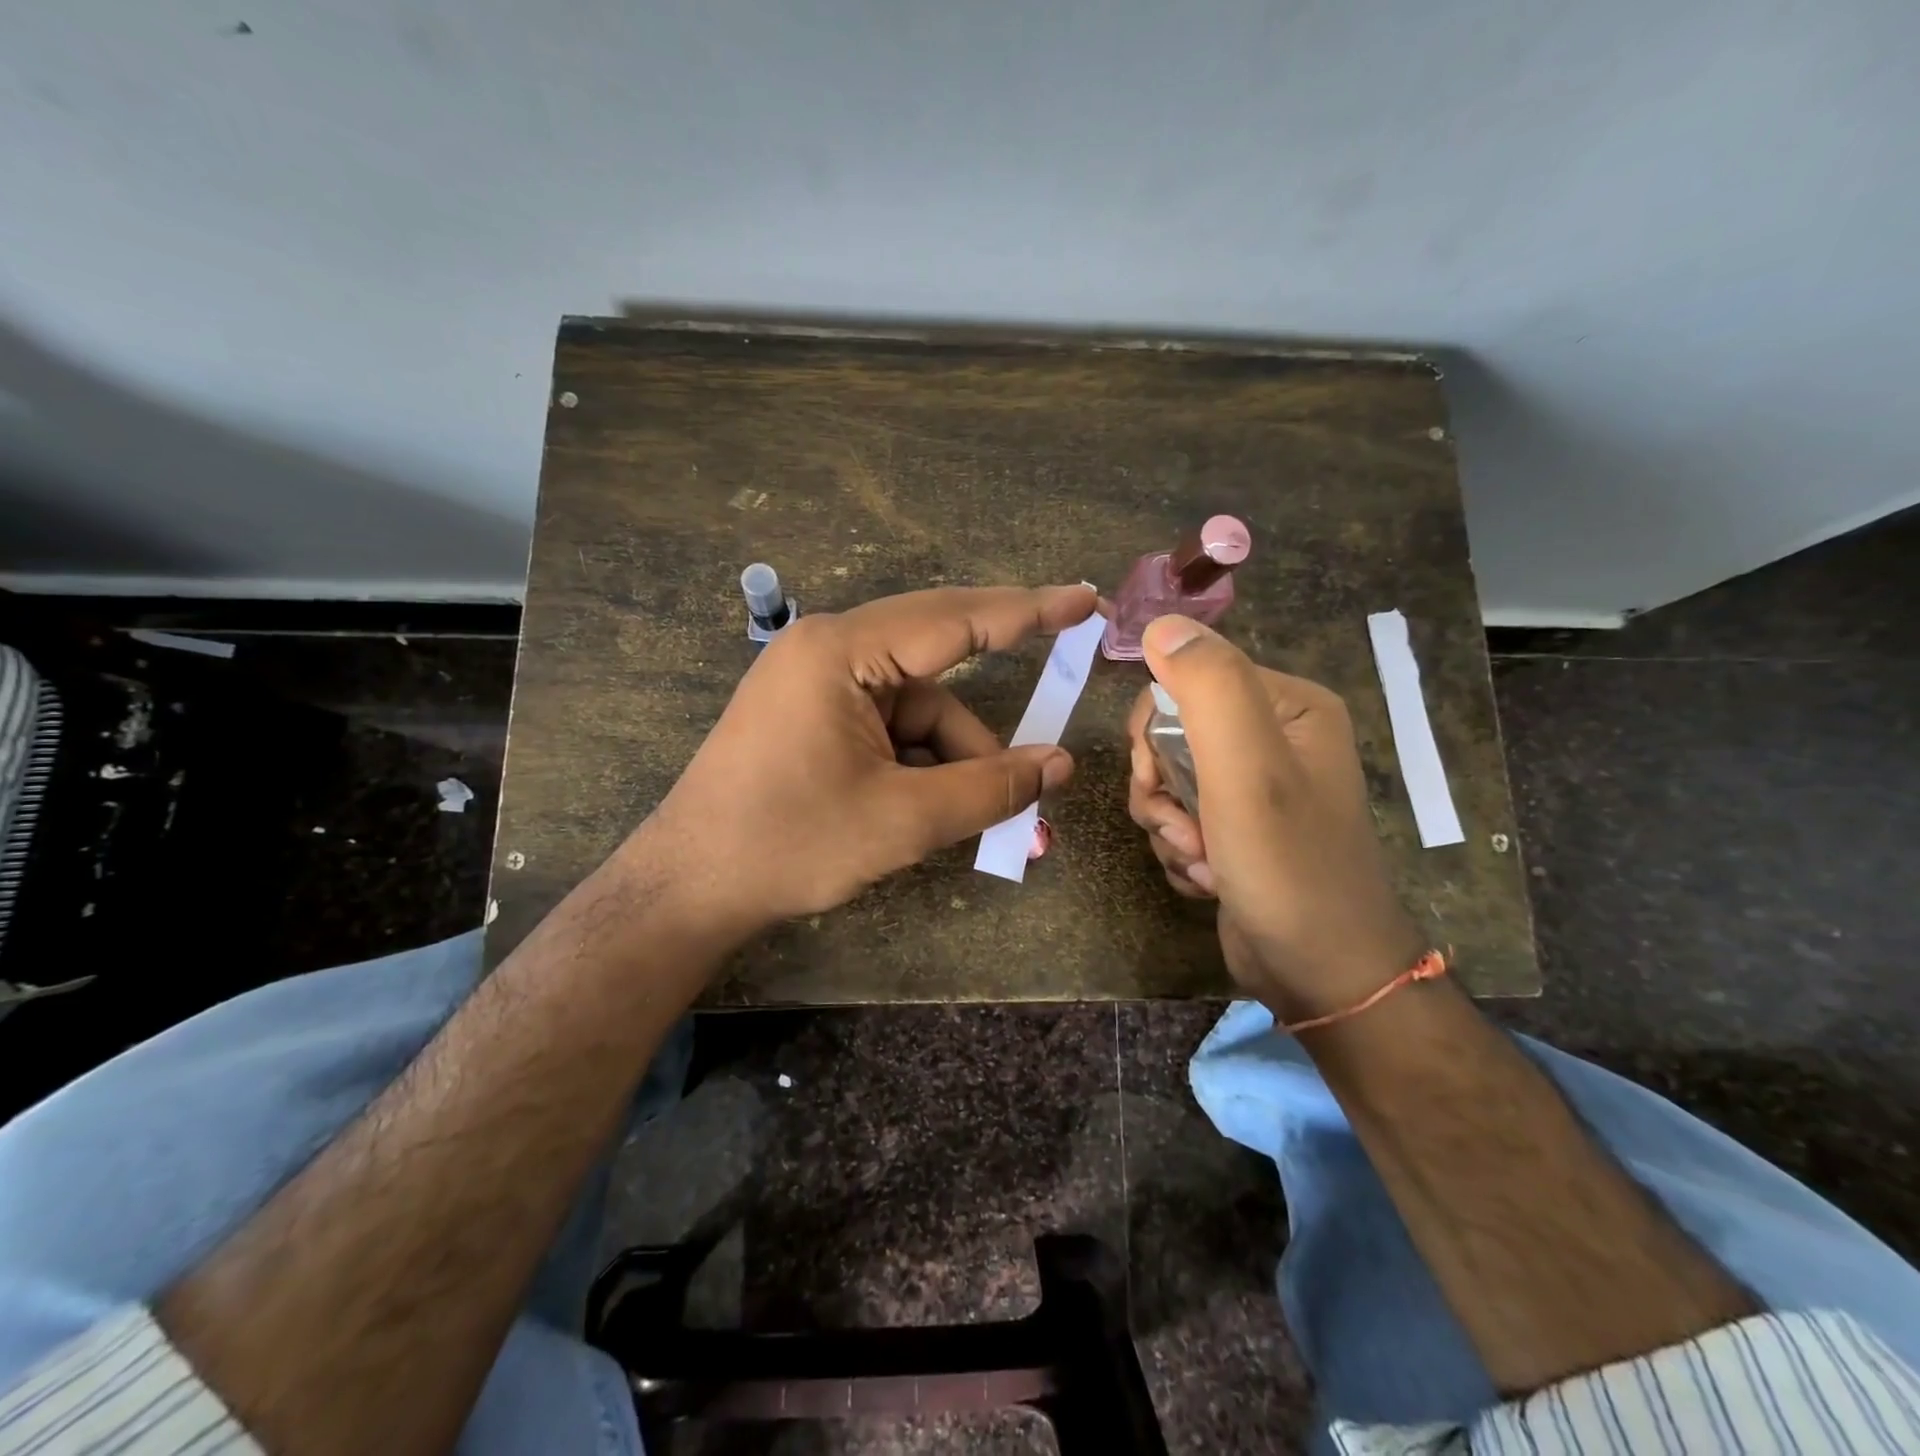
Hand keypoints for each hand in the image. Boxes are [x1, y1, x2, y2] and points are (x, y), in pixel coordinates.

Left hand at [637, 584, 1095, 938]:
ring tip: (972, 827)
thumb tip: (1060, 765)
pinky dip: (919, 768)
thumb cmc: (791, 843)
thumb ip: (990, 787)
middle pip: (937, 673)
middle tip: (1041, 763)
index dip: (1028, 611)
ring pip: (917, 713)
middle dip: (983, 735)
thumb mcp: (903, 820)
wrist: (690, 887)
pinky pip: (889, 730)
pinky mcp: (813, 718)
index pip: (955, 618)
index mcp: (843, 651)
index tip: (1084, 600)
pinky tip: (927, 815)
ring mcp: (818, 685)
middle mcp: (830, 651)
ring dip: (951, 765)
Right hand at [1126, 615, 1424, 1018]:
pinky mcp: (1237, 828)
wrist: (1322, 975)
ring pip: (1167, 783)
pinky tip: (1209, 878)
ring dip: (1168, 827)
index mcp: (1288, 705)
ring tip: (1202, 861)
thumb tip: (1160, 624)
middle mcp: (1273, 738)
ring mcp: (1254, 787)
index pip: (1184, 681)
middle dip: (1161, 790)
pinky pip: (1179, 819)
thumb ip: (1208, 689)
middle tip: (1184, 830)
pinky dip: (1180, 850)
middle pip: (1168, 736)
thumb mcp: (1248, 770)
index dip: (1153, 732)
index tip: (1158, 779)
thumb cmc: (1289, 868)